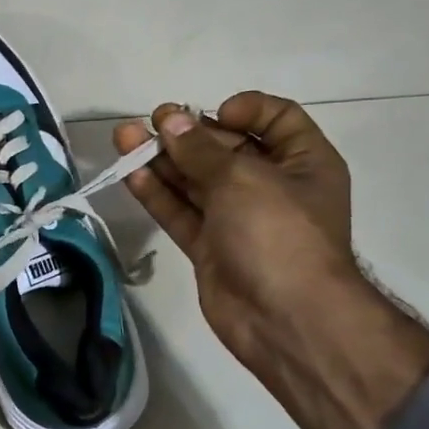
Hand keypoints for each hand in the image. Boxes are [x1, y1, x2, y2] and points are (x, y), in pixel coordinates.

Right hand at [114, 95, 428, 428]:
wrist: (285, 319)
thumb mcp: (242, 179)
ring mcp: (238, 219)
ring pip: (195, 180)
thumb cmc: (279, 233)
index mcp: (303, 163)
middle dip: (189, 133)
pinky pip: (181, 212)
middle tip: (153, 121)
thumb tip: (171, 120)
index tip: (214, 114)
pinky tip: (130, 173)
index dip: (246, 109)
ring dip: (162, 159)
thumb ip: (201, 149)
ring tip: (125, 137)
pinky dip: (157, 193)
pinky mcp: (209, 246)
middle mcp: (272, 186)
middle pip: (226, 149)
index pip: (277, 120)